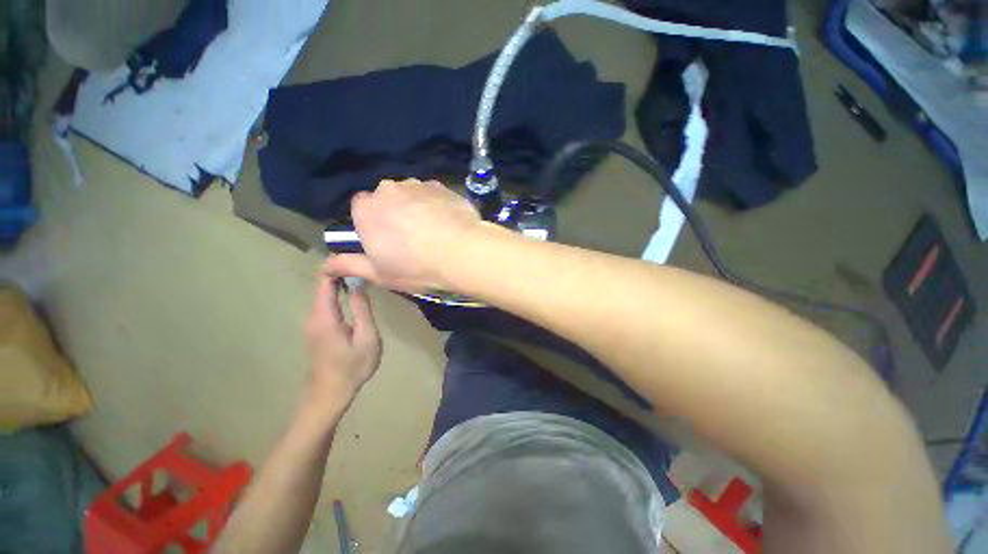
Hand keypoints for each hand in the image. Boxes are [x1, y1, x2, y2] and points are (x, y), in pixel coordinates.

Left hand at [303, 275, 381, 410]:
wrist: (329, 394)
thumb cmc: (352, 367)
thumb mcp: (366, 338)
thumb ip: (363, 309)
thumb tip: (359, 284)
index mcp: (324, 316)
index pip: (324, 281)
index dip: (335, 266)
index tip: (353, 254)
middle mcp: (314, 315)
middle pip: (322, 285)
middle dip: (339, 271)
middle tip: (363, 262)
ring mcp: (313, 323)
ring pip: (324, 294)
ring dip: (339, 282)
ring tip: (361, 272)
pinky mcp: (316, 329)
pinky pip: (325, 304)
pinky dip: (337, 293)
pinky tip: (352, 291)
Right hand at [324, 179, 481, 291]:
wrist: (462, 253)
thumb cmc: (416, 267)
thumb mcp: (379, 273)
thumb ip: (350, 265)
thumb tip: (326, 265)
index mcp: (367, 209)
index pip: (361, 209)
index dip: (372, 224)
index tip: (385, 240)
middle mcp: (388, 189)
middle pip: (386, 199)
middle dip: (393, 214)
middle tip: (411, 238)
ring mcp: (417, 185)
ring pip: (409, 195)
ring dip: (415, 208)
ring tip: (432, 231)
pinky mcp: (441, 186)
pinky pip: (431, 194)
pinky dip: (434, 205)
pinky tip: (446, 222)